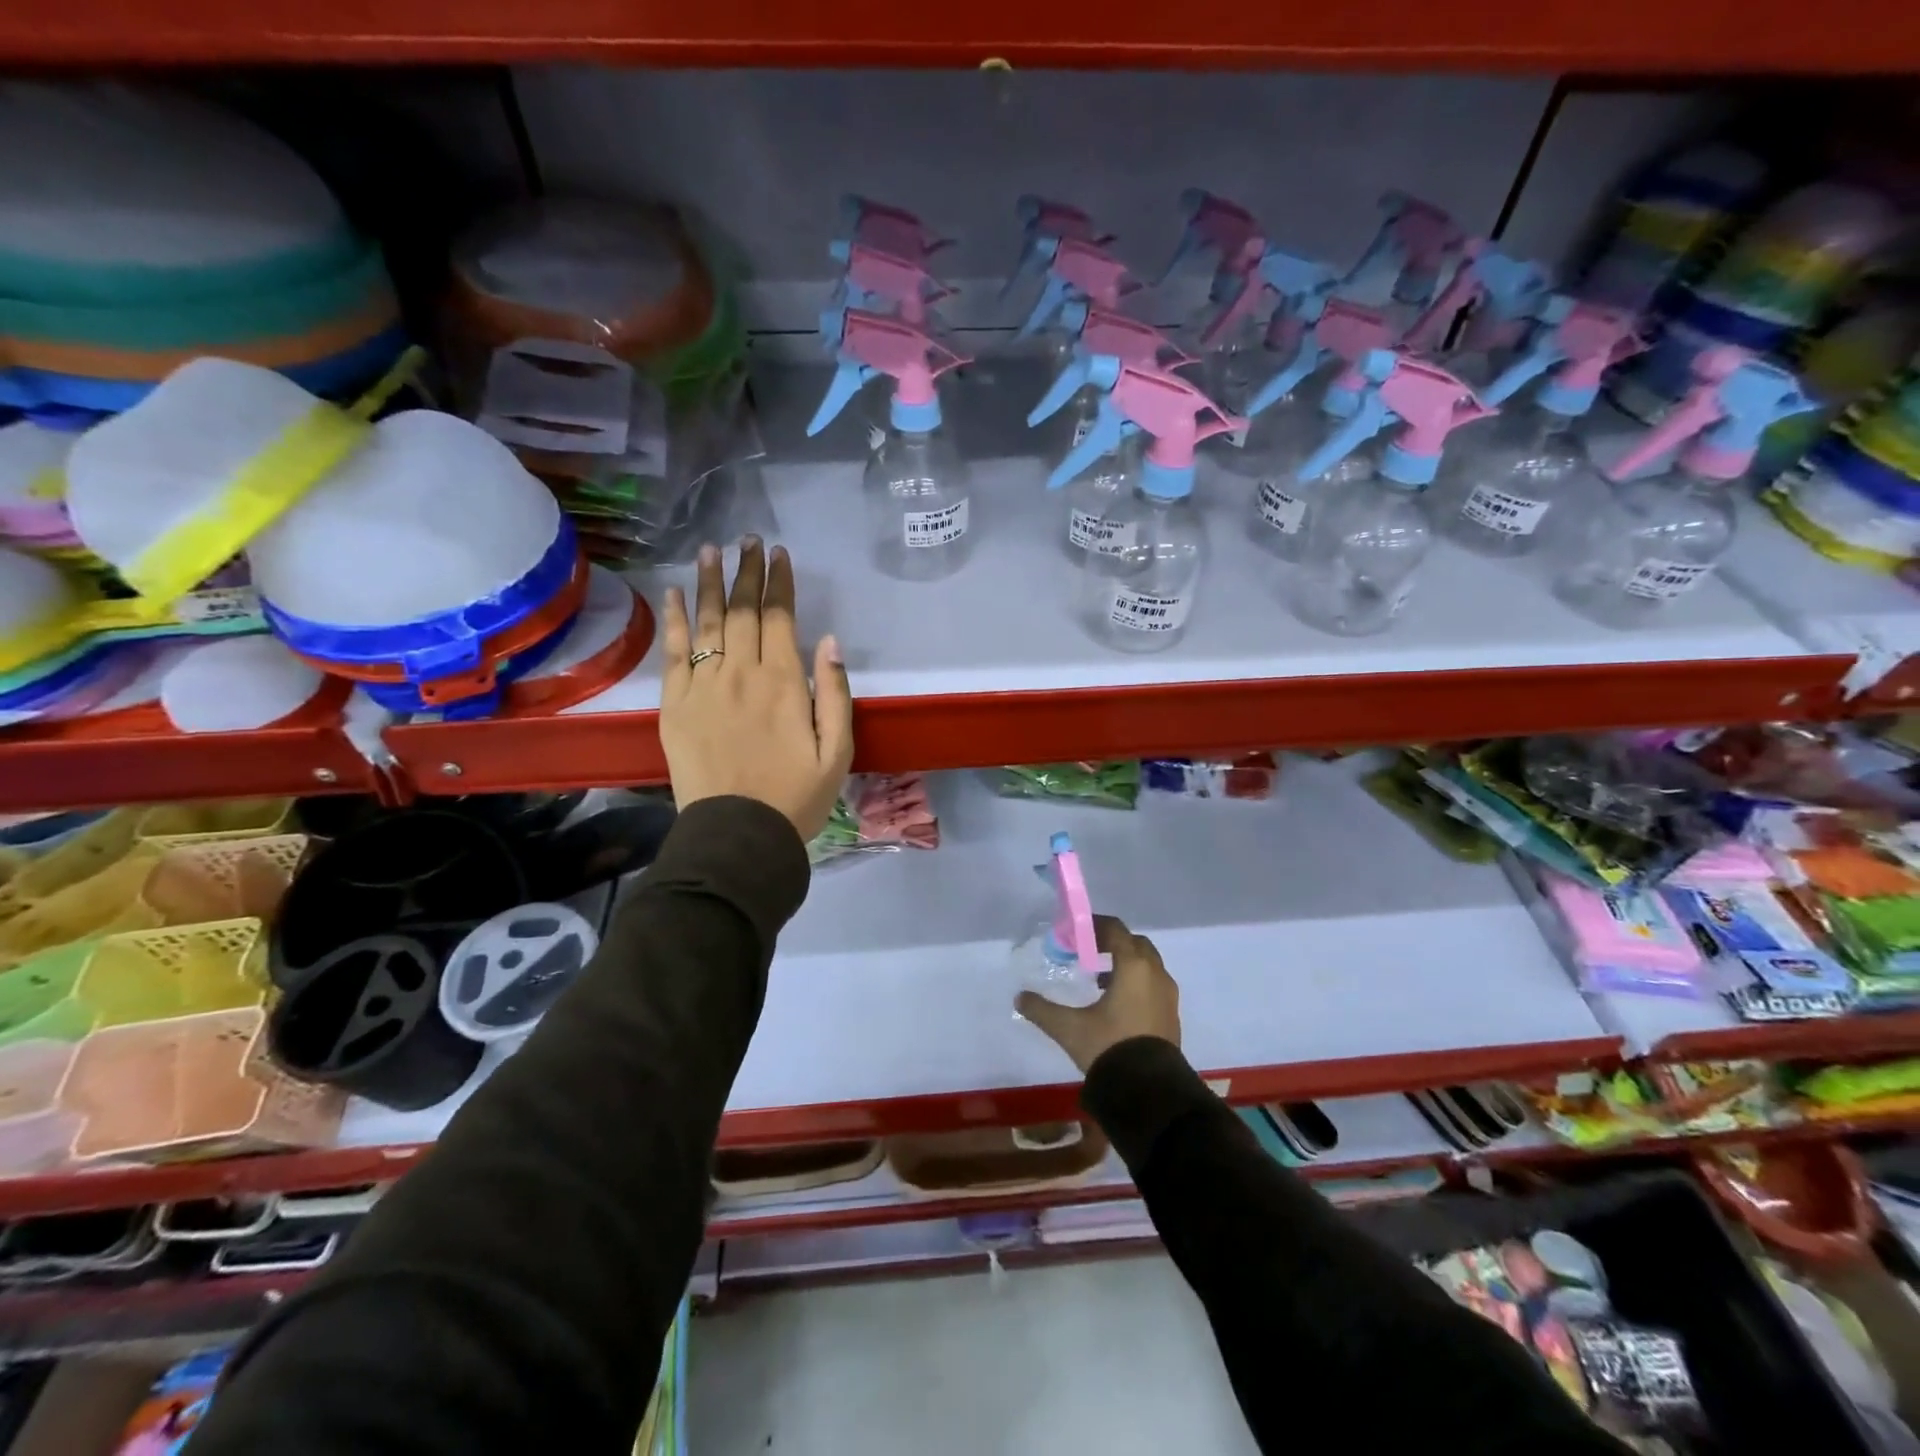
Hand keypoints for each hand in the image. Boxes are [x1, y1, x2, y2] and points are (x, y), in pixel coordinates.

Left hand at [659, 538, 853, 841]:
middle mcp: (740, 674)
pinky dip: (674, 620)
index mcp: (783, 683)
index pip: (779, 618)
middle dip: (747, 572)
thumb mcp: (837, 751)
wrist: (737, 834)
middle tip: (748, 540)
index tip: (779, 554)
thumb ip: (835, 693)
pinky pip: (673, 653)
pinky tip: (676, 594)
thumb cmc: (796, 796)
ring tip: (711, 550)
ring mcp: (702, 687)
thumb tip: (829, 641)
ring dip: (710, 583)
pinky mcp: (674, 705)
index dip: (779, 583)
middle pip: (742, 611)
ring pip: (707, 622)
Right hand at [1016, 916, 1180, 1073]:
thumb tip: (1019, 998)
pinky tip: (1116, 1004)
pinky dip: (1136, 983)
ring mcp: (1167, 995)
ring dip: (1125, 964)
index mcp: (1133, 966)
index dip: (1094, 926)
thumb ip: (1042, 1010)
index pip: (1115, 929)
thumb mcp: (1069, 1028)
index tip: (1074, 933)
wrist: (1149, 1092)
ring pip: (1147, 965)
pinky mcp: (1171, 1016)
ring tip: (1098, 979)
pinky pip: (1153, 985)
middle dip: (1111, 943)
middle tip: (1087, 952)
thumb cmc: (1109, 1048)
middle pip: (1134, 943)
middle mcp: (1155, 974)